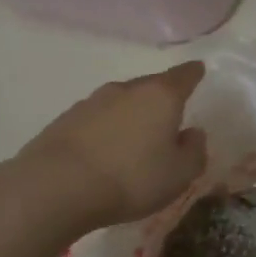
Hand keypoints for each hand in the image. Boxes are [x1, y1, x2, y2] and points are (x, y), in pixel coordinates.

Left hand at [13, 62, 208, 231]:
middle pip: (150, 86)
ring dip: (132, 114)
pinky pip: (97, 120)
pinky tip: (106, 151)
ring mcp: (91, 102)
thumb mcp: (180, 174)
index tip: (199, 69)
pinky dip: (107, 129)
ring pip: (121, 102)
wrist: (56, 187)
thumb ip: (194, 151)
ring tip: (137, 137)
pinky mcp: (65, 120)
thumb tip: (194, 133)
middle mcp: (126, 90)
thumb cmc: (131, 178)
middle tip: (170, 114)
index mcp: (160, 96)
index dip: (193, 73)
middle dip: (162, 97)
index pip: (183, 76)